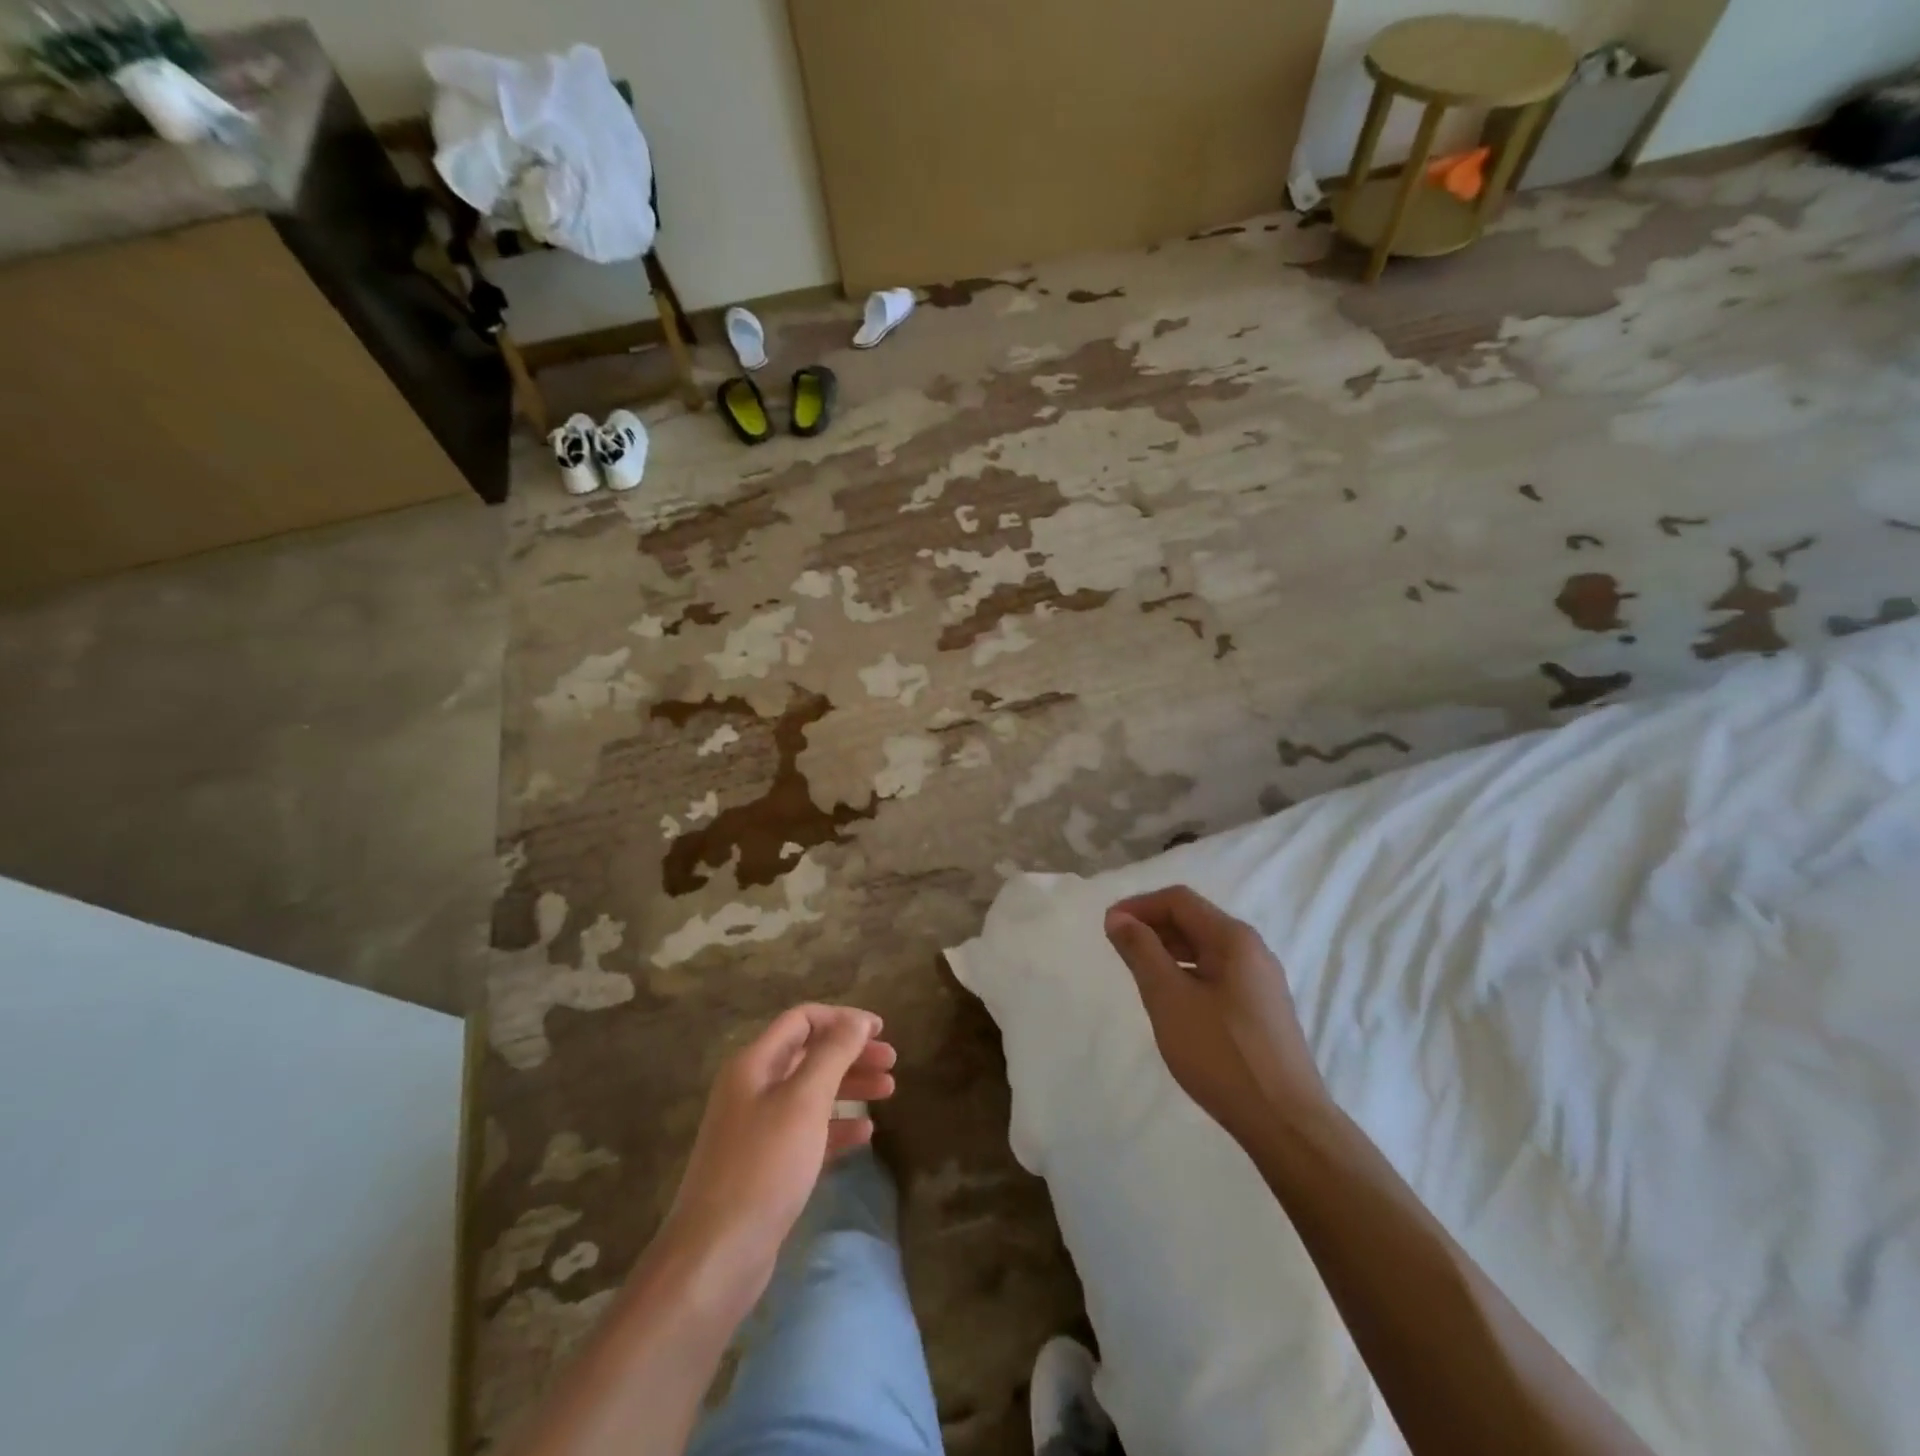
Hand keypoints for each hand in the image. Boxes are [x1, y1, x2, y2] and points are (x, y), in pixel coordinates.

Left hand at [655, 1004, 895, 1312]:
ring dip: (849, 1087)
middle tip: (892, 1062)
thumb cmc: (764, 1166)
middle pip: (809, 1055)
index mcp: (754, 1064)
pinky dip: (836, 1127)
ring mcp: (756, 1129)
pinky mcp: (765, 1166)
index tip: (880, 1031)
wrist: (716, 1256)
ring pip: (811, 1093)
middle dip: (852, 1053)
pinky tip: (865, 1135)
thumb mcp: (804, 1100)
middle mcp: (752, 1088)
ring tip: (888, 1092)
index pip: (802, 1020)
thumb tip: (857, 1019)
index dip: (843, 1019)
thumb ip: (833, 1054)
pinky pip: (807, 1131)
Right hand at [1105, 886, 1325, 1148]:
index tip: (1108, 927)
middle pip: (1194, 920)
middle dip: (1153, 926)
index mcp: (1233, 939)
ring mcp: (1261, 981)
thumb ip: (1142, 952)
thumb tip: (1119, 917)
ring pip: (1206, 949)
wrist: (1285, 1123)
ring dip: (1168, 951)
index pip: (1179, 900)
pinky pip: (1217, 974)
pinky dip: (1187, 973)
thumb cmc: (1221, 1054)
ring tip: (1139, 973)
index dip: (1139, 906)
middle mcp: (1252, 950)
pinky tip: (1172, 1001)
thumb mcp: (1169, 998)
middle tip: (1118, 949)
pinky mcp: (1262, 1010)